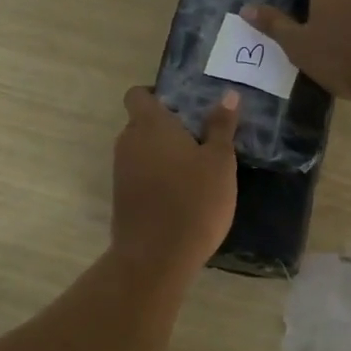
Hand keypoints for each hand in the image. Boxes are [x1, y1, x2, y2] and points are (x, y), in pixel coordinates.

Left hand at [111, 86, 239, 272]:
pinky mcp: (121, 197)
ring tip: (196, 168)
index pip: (138, 94)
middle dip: (166, 127)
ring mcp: (121, 171)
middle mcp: (128, 141)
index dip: (156, 95)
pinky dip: (156, 177)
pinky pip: (139, 174)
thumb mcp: (220, 162)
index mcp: (150, 124)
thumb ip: (221, 126)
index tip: (184, 107)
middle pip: (141, 122)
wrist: (156, 256)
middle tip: (200, 139)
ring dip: (162, 154)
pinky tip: (182, 194)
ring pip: (141, 150)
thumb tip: (229, 95)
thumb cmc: (194, 200)